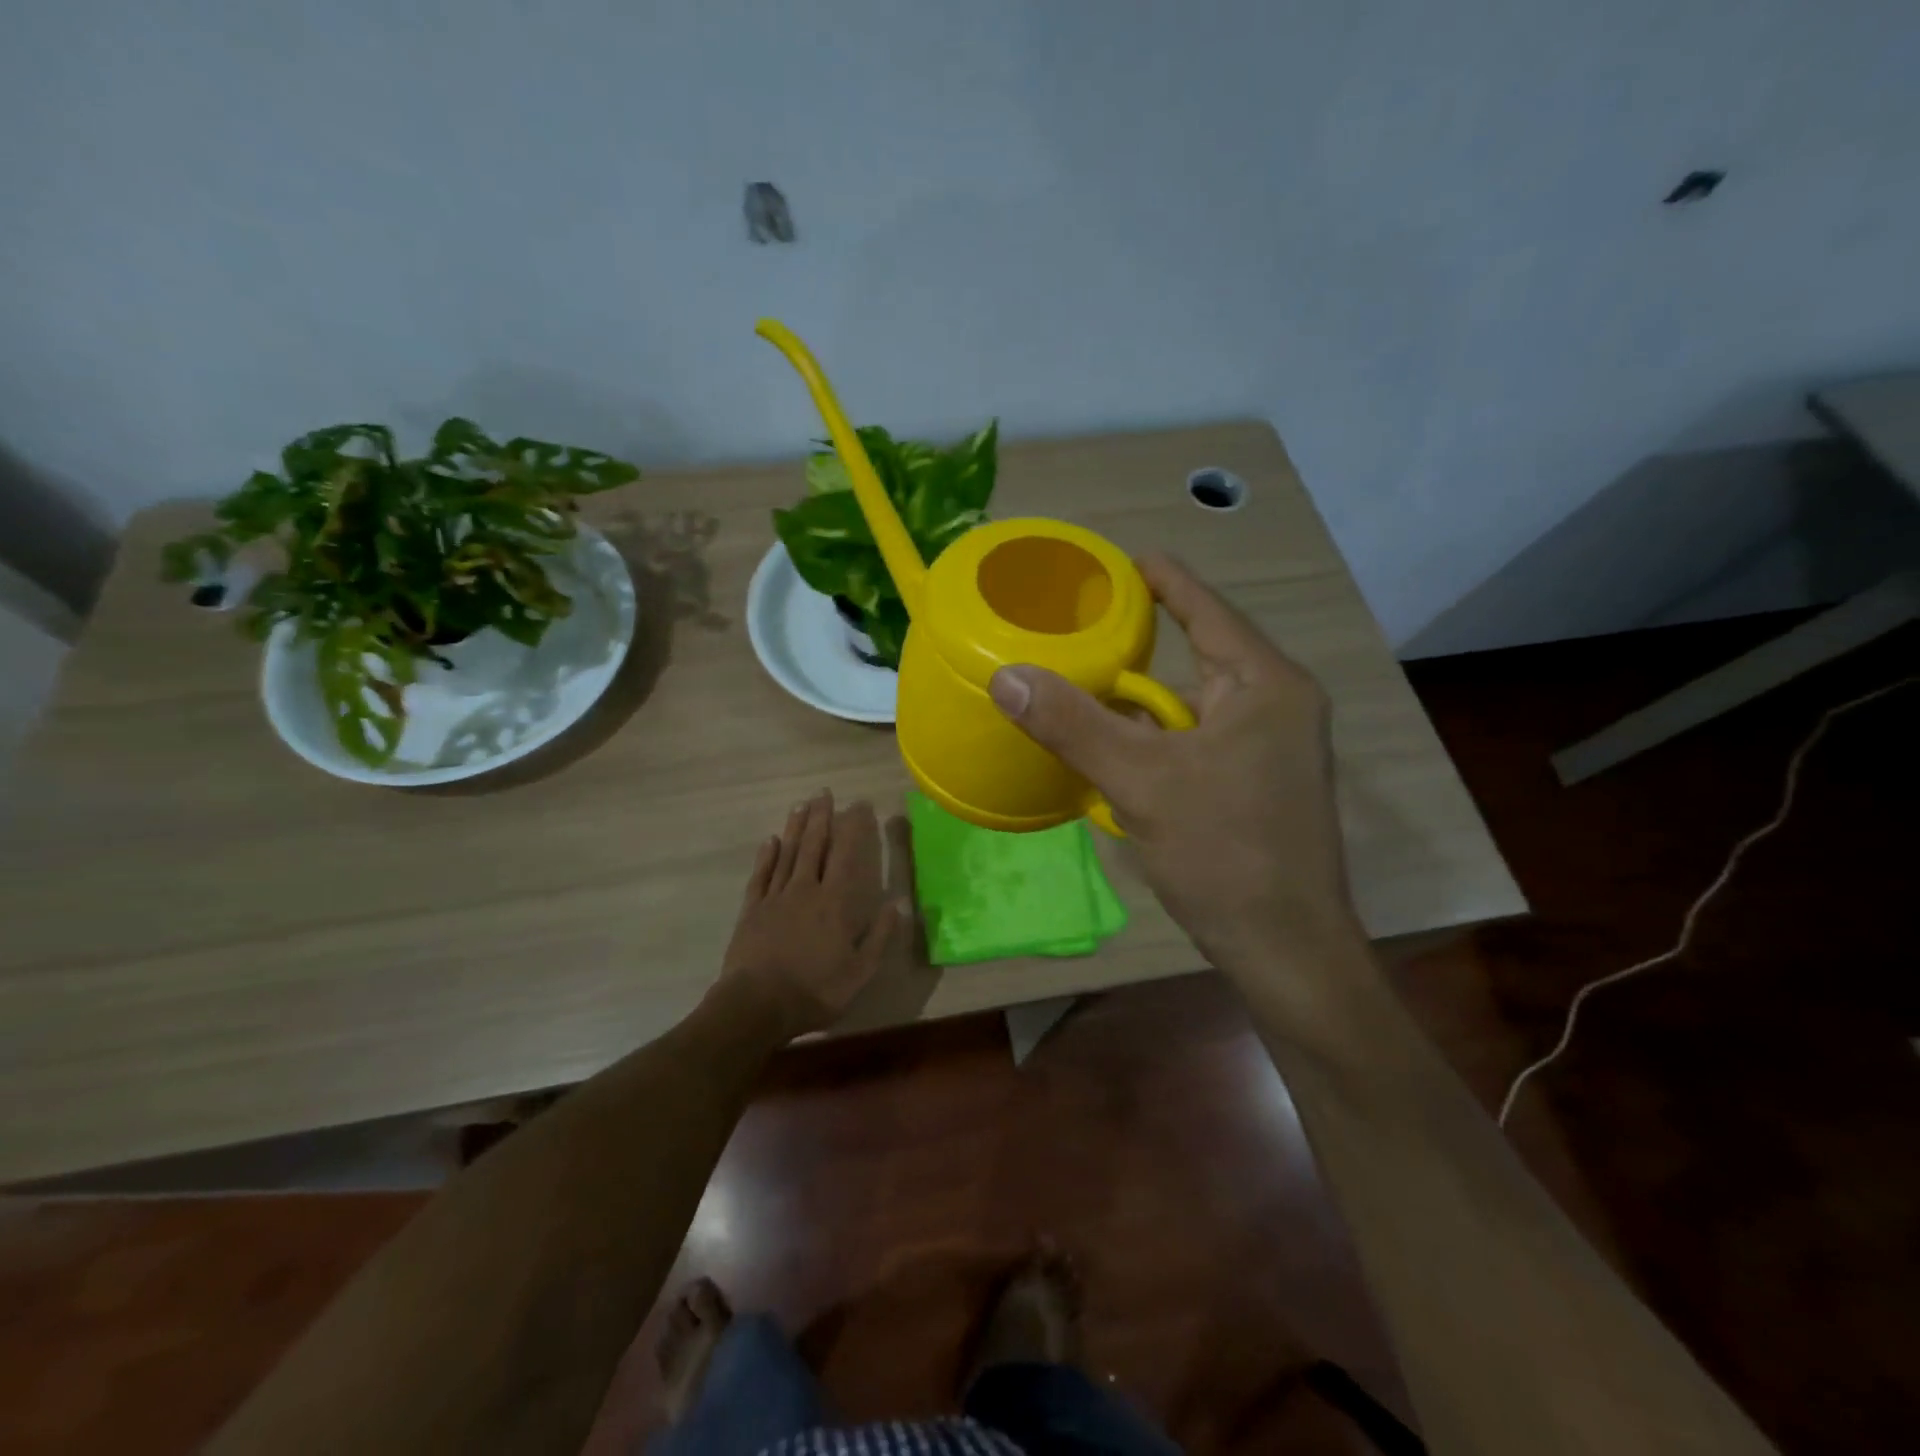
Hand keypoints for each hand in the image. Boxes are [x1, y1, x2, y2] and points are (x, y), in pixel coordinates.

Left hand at [718, 791, 908, 1038]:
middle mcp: (805, 891)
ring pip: (787, 854)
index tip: (858, 804)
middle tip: (824, 792)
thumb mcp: (859, 972)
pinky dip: (766, 856)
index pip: (846, 856)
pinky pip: (761, 876)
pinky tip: (770, 840)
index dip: (853, 829)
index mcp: (834, 903)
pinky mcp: (751, 910)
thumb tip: (900, 904)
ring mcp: (775, 898)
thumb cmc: (814, 990)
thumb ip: (880, 936)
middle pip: (814, 846)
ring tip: (802, 805)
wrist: (756, 1005)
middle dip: (821, 817)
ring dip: (796, 828)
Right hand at [988, 554, 1359, 970]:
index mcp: (1264, 686)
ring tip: (1081, 685)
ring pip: (1190, 707)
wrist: (1286, 950)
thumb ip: (1074, 725)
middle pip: (1197, 656)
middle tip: (1080, 626)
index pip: (1207, 611)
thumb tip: (1006, 675)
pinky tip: (1111, 749)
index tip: (1120, 559)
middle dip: (1139, 645)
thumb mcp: (1142, 783)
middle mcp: (1274, 706)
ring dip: (1140, 702)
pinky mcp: (1254, 784)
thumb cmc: (1227, 854)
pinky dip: (1153, 740)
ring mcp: (1268, 749)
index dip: (1164, 579)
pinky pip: (1194, 742)